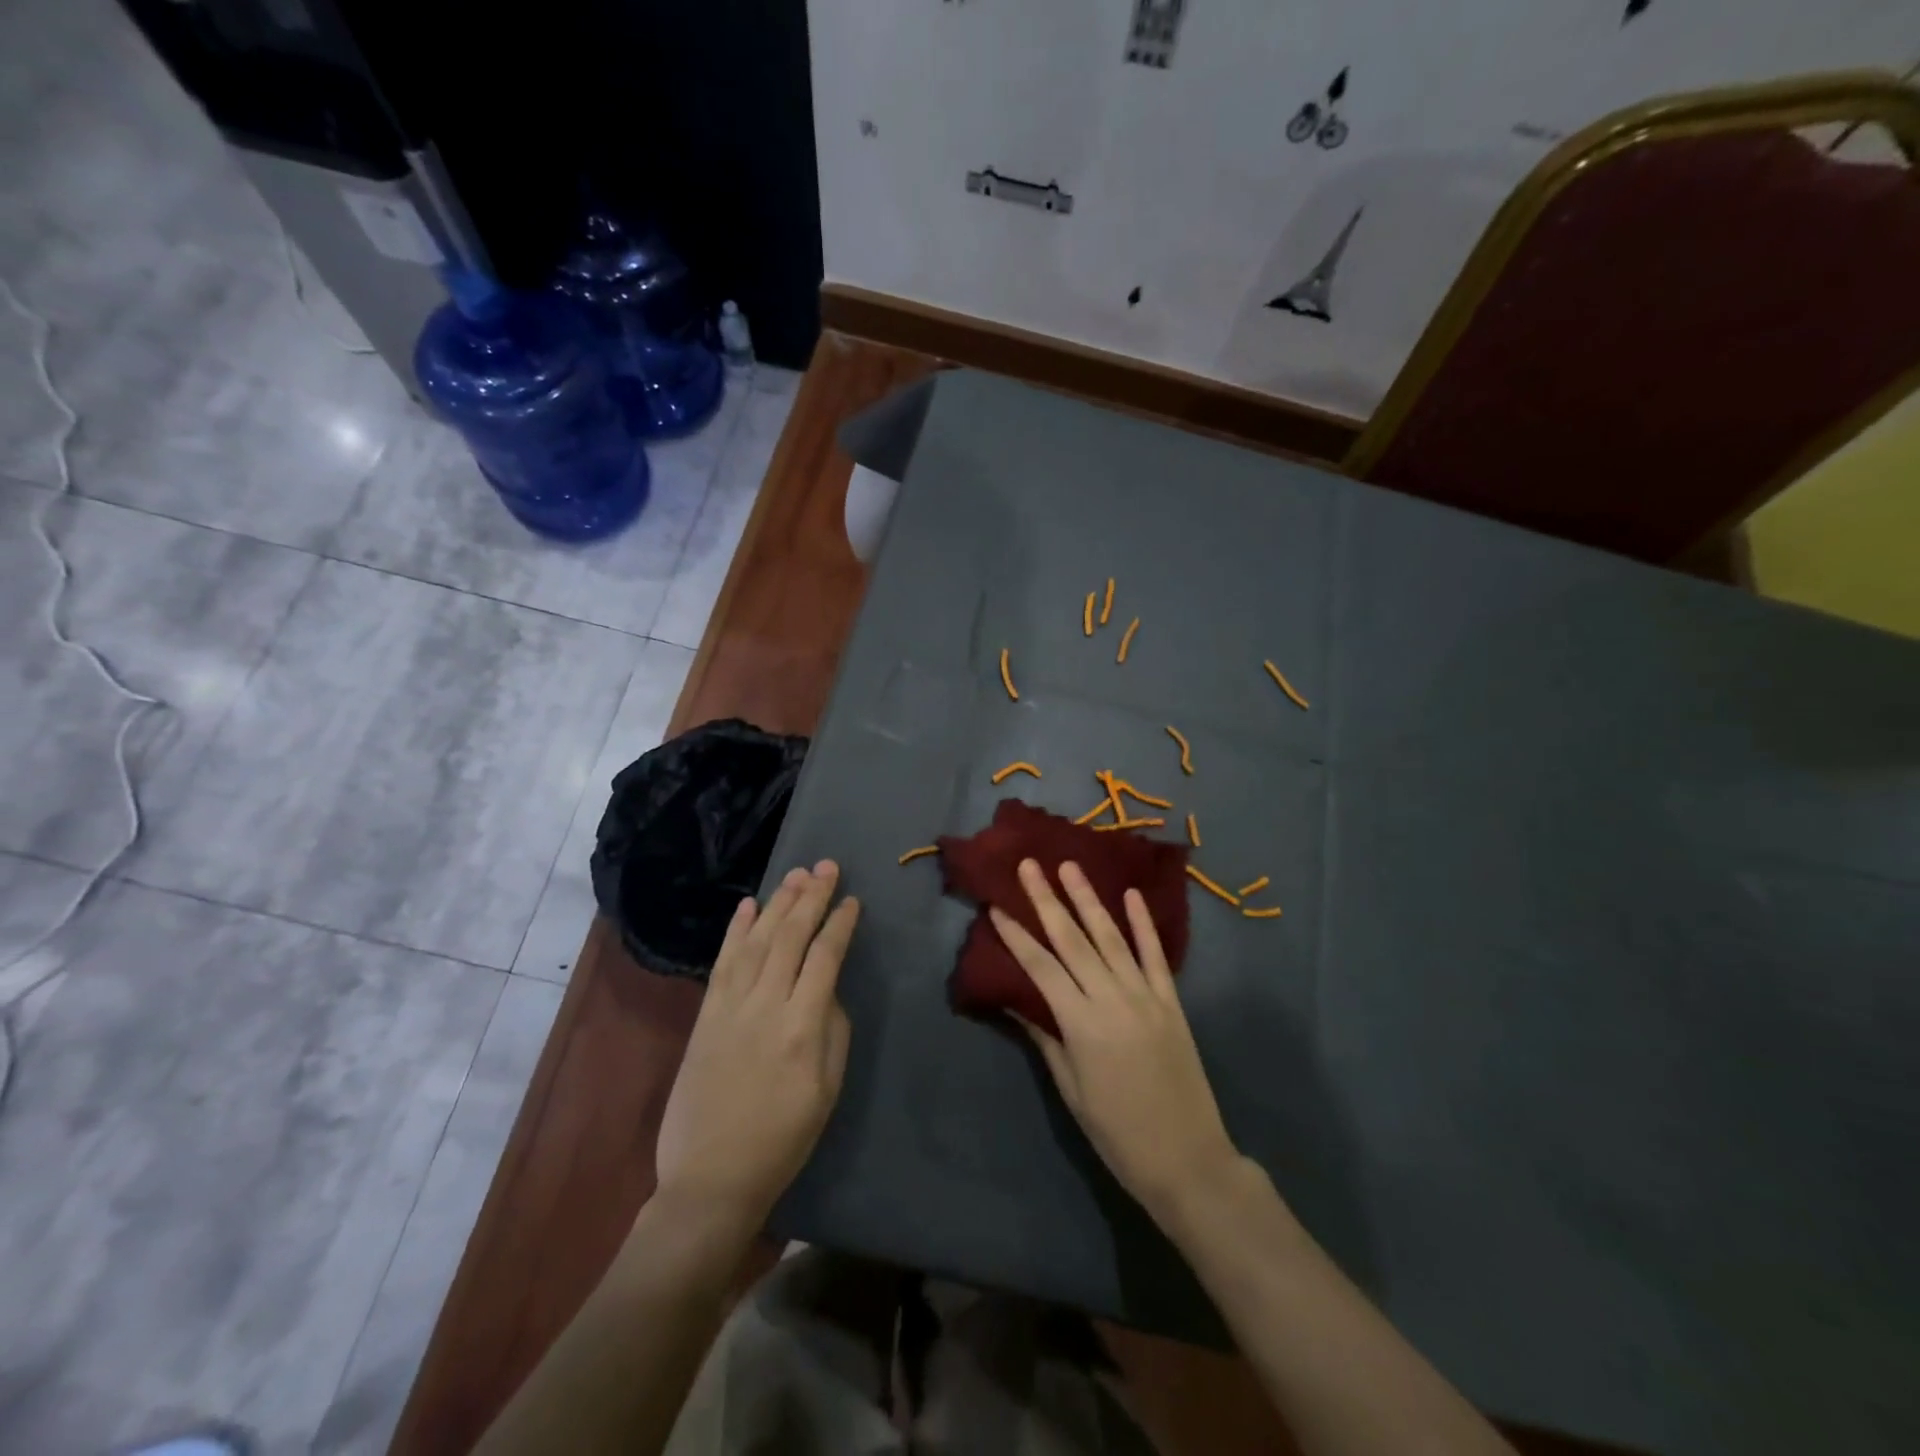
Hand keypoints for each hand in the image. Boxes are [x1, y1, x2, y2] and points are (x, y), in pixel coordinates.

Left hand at [655, 861, 859, 1226]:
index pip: (825, 957)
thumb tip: (828, 990)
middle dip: (811, 897)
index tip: (852, 900)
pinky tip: (747, 906)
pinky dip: (735, 931)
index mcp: (802, 1026)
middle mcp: (765, 1005)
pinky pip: (722, 962)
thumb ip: (833, 1030)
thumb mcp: (827, 1090)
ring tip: (794, 874)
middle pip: (791, 937)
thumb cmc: (782, 1139)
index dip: (840, 924)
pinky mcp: (705, 1016)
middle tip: (826, 866)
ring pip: (757, 940)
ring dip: (777, 903)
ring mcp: (730, 1007)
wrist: (710, 1178)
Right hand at [992, 858, 1241, 1226]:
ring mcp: (1146, 996)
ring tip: (1070, 866)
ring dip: (1089, 899)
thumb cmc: (1117, 1133)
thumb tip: (1015, 1000)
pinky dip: (1143, 924)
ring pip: (1112, 937)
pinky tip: (1131, 895)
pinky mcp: (1172, 1002)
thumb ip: (1046, 1038)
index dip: (1016, 935)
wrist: (1188, 1160)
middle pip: (1073, 940)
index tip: (996, 906)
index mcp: (1081, 1024)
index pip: (1040, 967)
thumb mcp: (1071, 1090)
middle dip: (1047, 900)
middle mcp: (1113, 999)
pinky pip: (1156, 955)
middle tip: (1029, 865)